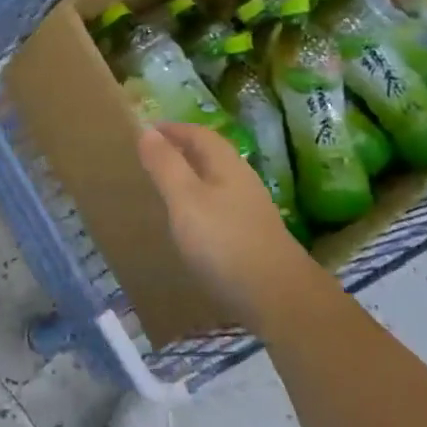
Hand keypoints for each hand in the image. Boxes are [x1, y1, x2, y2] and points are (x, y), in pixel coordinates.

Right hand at [137, 123, 315, 332]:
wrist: (278, 297)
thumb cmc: (225, 242)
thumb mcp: (186, 200)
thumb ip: (166, 166)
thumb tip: (148, 131)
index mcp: (227, 164)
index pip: (199, 134)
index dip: (173, 129)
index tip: (148, 131)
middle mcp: (242, 180)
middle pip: (211, 155)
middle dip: (183, 151)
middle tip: (153, 157)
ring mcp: (251, 210)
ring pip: (217, 181)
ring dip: (192, 178)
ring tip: (167, 189)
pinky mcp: (253, 237)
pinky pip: (221, 207)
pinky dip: (201, 204)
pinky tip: (192, 225)